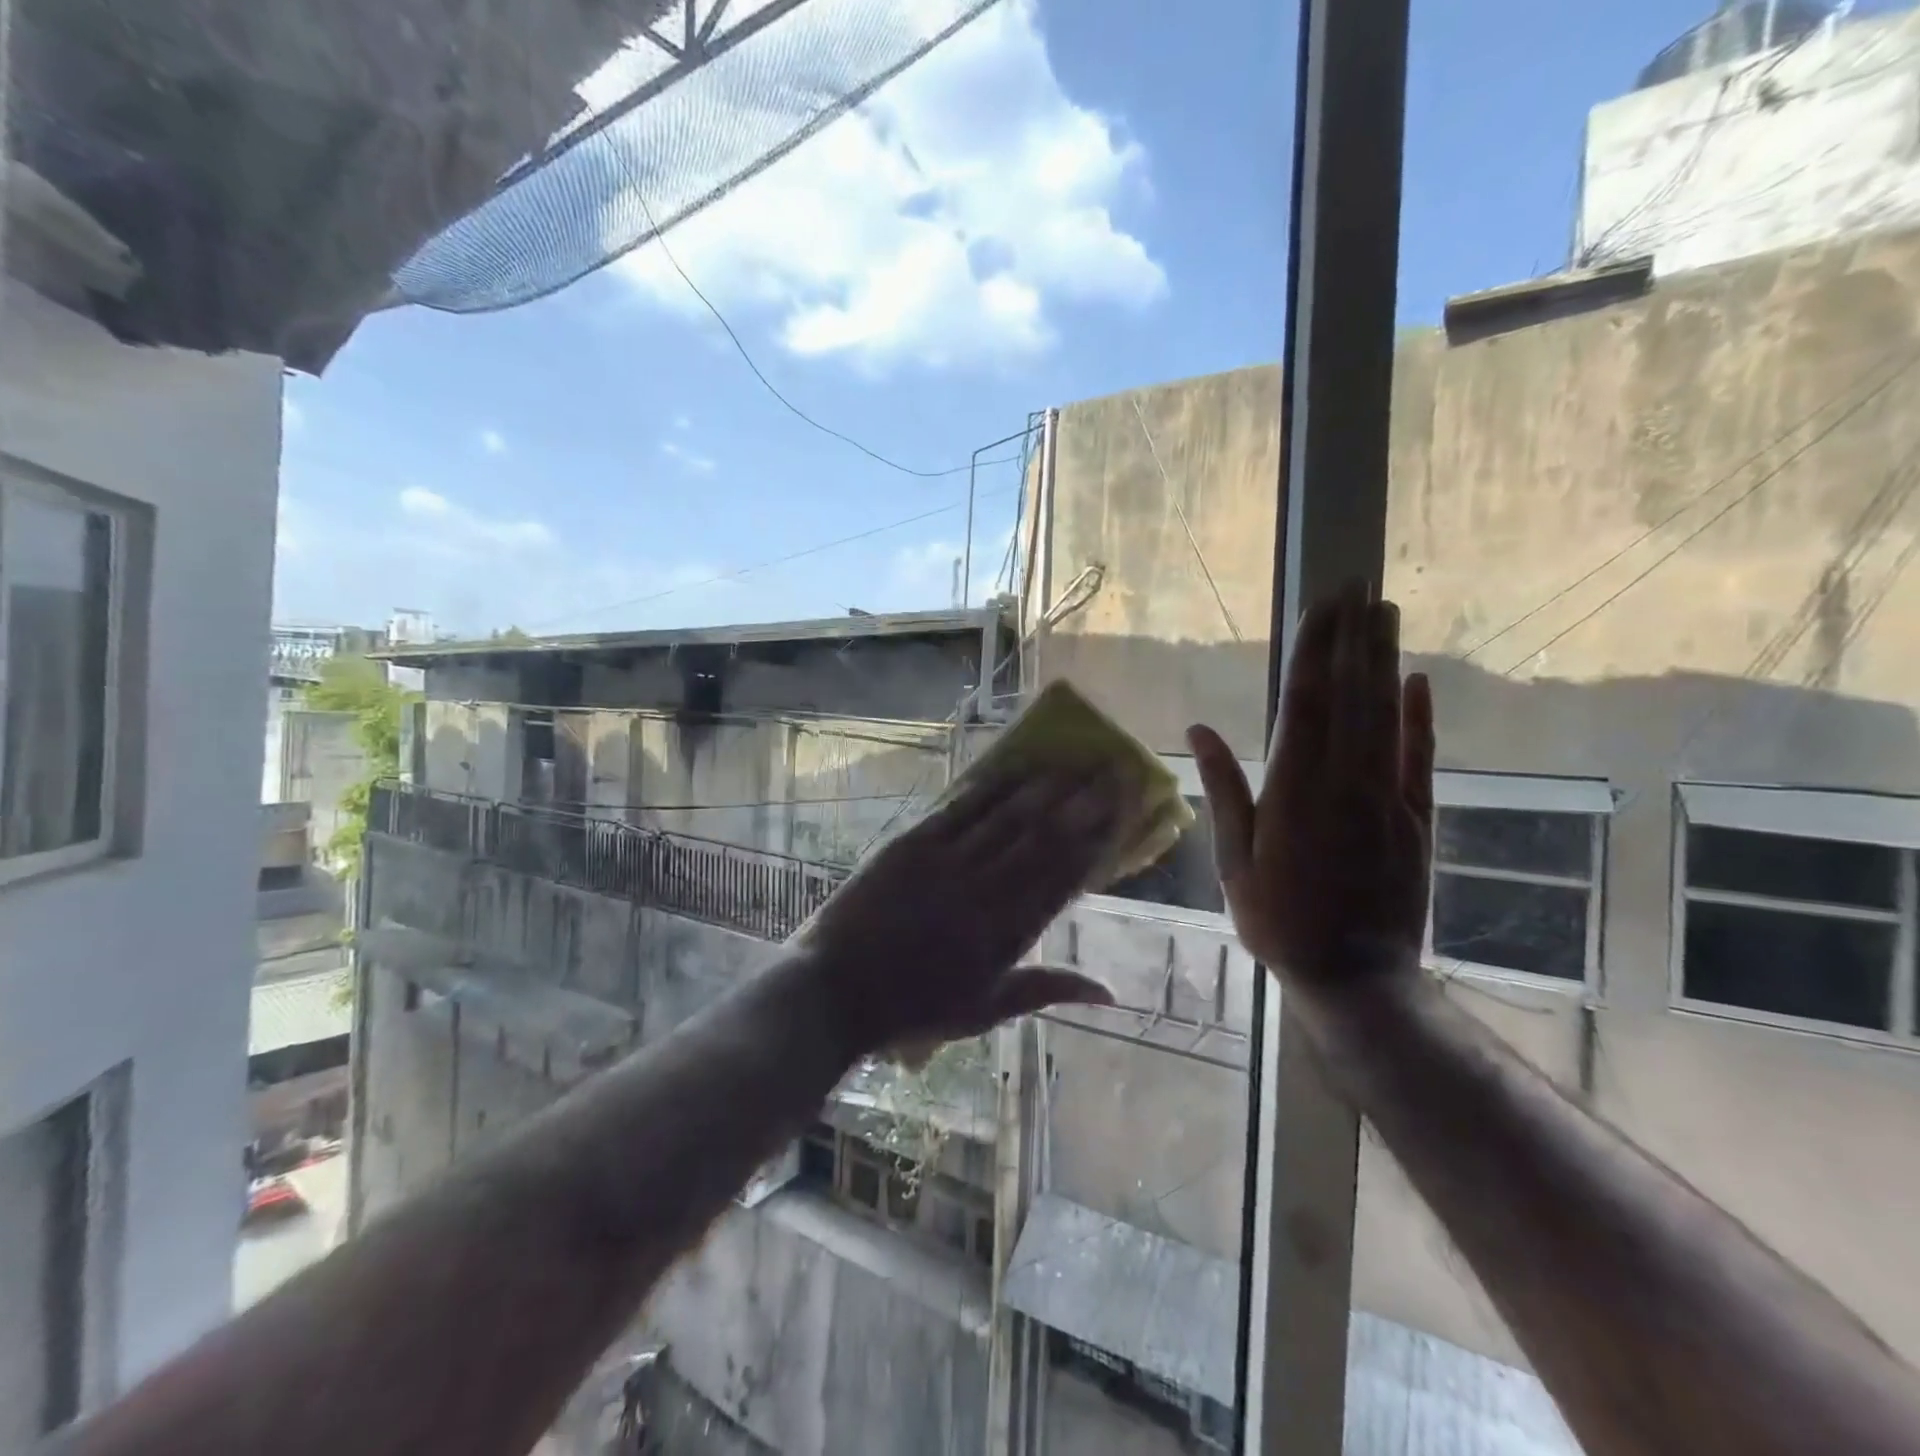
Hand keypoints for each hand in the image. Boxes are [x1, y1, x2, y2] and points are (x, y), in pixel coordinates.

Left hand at [794, 765, 1133, 1058]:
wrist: (836, 992)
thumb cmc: (913, 1008)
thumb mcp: (984, 1010)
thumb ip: (1046, 990)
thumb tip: (1110, 992)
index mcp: (1005, 936)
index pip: (1062, 879)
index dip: (1096, 842)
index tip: (1123, 812)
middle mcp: (984, 893)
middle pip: (1043, 840)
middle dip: (1082, 803)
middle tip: (1112, 771)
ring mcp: (946, 865)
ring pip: (1006, 819)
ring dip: (1044, 788)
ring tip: (1075, 761)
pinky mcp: (911, 845)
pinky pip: (958, 810)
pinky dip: (989, 788)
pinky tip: (1013, 768)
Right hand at [1187, 583, 1433, 1004]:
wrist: (1356, 978)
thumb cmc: (1279, 920)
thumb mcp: (1235, 860)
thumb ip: (1224, 789)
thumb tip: (1199, 729)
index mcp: (1296, 791)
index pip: (1307, 703)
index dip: (1314, 650)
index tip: (1321, 605)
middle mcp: (1346, 782)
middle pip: (1352, 695)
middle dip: (1353, 636)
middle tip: (1358, 585)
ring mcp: (1388, 798)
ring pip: (1387, 715)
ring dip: (1385, 660)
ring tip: (1385, 612)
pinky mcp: (1417, 818)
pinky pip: (1419, 756)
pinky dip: (1420, 716)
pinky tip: (1418, 680)